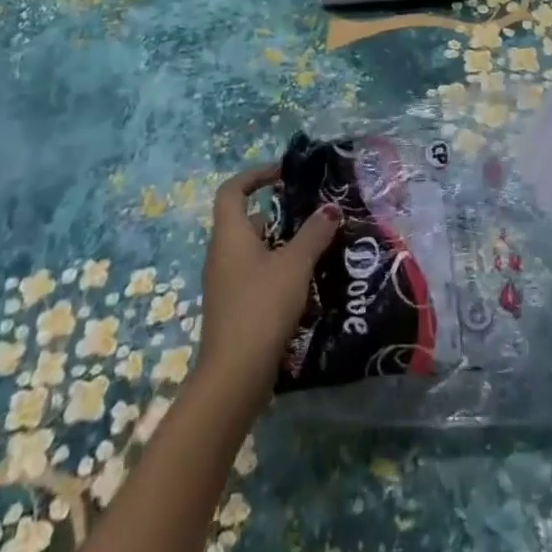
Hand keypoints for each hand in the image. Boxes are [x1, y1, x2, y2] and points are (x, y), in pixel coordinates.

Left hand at [196, 164, 340, 411]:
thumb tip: (330, 208)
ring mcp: (224, 284)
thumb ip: (314, 233)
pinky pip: (255, 276)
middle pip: (246, 221)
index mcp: (229, 234)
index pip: (232, 190)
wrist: (234, 377)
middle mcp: (221, 254)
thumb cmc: (261, 307)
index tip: (283, 174)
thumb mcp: (295, 264)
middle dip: (277, 214)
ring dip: (281, 245)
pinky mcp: (233, 309)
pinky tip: (304, 283)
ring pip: (253, 251)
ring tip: (316, 247)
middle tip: (311, 215)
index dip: (255, 175)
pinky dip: (277, 271)